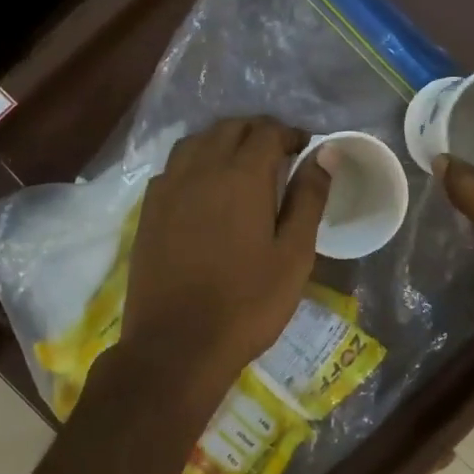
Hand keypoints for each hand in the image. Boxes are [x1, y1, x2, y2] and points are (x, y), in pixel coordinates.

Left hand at [119, 117, 329, 390]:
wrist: (177, 345)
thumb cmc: (248, 303)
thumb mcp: (294, 254)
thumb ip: (309, 198)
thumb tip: (325, 153)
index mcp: (241, 176)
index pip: (266, 131)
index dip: (289, 133)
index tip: (304, 147)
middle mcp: (200, 169)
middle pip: (229, 128)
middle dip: (257, 131)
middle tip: (279, 154)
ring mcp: (167, 188)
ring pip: (196, 142)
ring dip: (223, 141)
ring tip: (241, 164)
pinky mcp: (148, 211)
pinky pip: (173, 167)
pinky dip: (195, 162)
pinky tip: (204, 188)